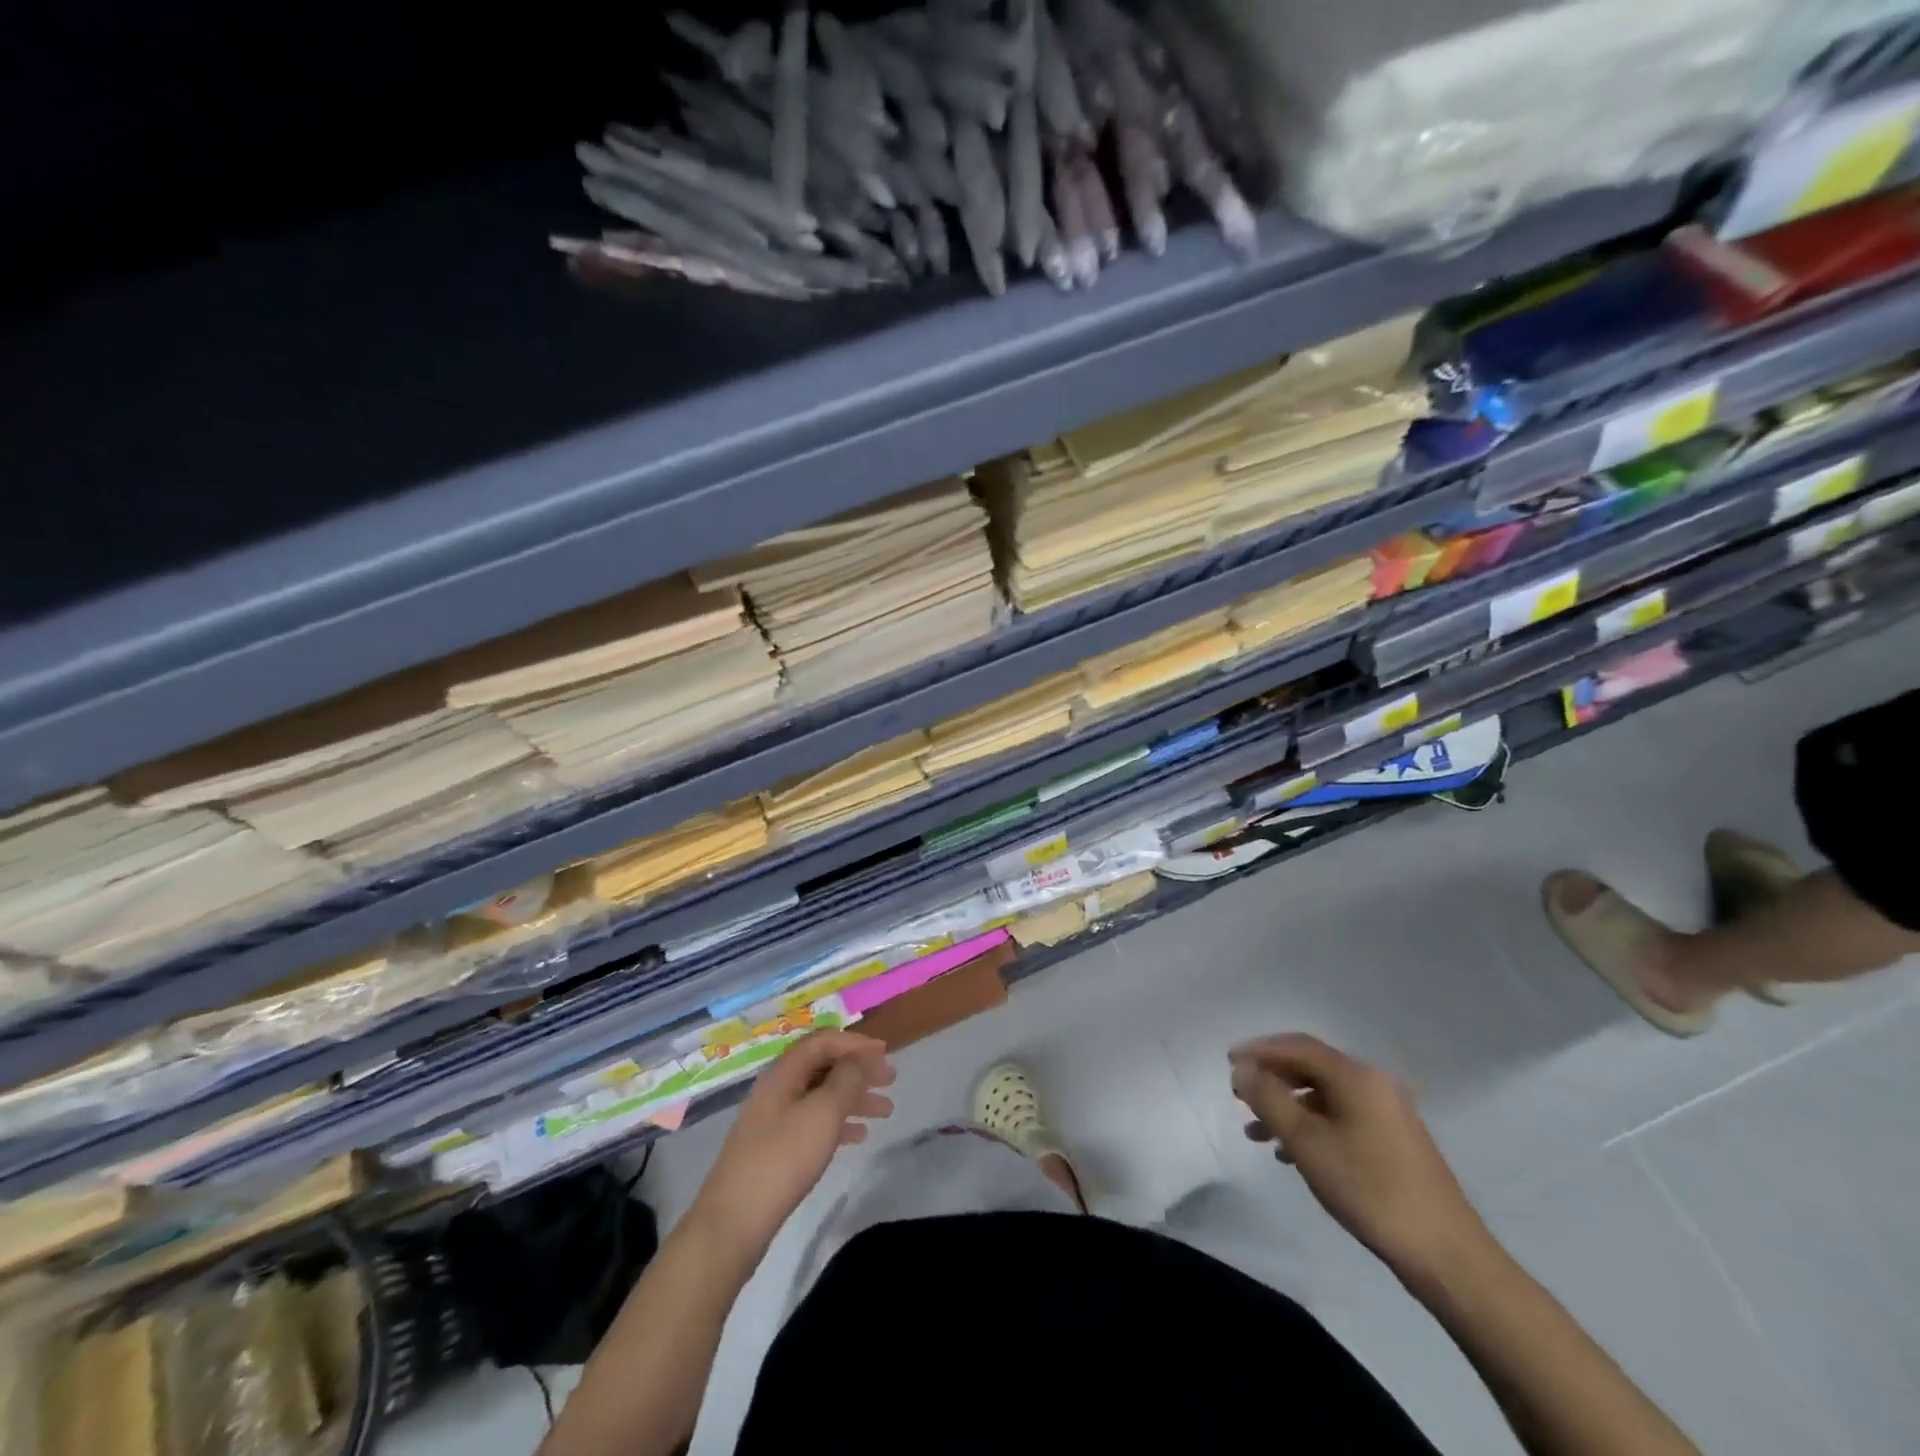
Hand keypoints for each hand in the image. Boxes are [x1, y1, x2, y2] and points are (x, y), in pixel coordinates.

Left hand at [690, 1031, 895, 1267]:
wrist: (733, 1223)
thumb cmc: (783, 1159)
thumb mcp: (823, 1112)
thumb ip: (846, 1079)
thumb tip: (858, 1059)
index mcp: (783, 1073)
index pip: (822, 1042)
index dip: (854, 1042)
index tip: (885, 1052)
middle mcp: (776, 1090)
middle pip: (822, 1068)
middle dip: (858, 1070)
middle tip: (890, 1080)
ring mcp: (772, 1121)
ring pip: (820, 1097)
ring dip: (853, 1098)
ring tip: (885, 1111)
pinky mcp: (773, 1150)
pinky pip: (812, 1124)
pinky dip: (838, 1124)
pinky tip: (858, 1137)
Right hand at [1230, 1033, 1487, 1280]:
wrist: (1446, 1254)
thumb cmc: (1369, 1189)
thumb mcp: (1307, 1142)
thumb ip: (1269, 1099)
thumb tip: (1242, 1068)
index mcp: (1356, 1076)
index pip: (1298, 1046)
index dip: (1259, 1050)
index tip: (1228, 1061)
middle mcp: (1374, 1084)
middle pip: (1311, 1067)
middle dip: (1271, 1079)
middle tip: (1239, 1095)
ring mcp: (1388, 1113)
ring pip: (1324, 1096)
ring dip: (1287, 1107)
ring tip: (1256, 1134)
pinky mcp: (1394, 1141)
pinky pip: (1341, 1117)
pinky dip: (1311, 1125)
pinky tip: (1292, 1154)